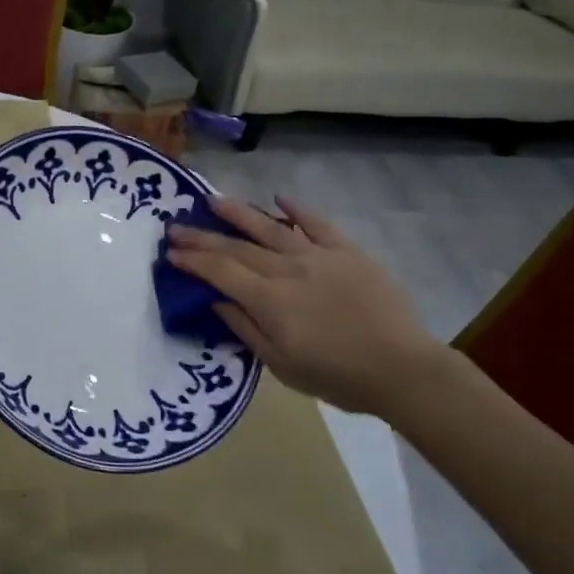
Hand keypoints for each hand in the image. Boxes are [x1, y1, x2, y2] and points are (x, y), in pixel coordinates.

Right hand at [167, 196, 448, 416]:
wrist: (402, 368)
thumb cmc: (338, 376)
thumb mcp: (282, 366)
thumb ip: (246, 329)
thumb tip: (215, 301)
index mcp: (270, 300)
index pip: (220, 272)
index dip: (193, 260)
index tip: (170, 252)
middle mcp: (288, 269)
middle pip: (238, 247)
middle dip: (203, 236)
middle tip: (176, 226)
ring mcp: (319, 256)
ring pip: (270, 226)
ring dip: (239, 213)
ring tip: (213, 200)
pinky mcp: (347, 251)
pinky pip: (318, 223)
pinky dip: (297, 209)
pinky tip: (279, 198)